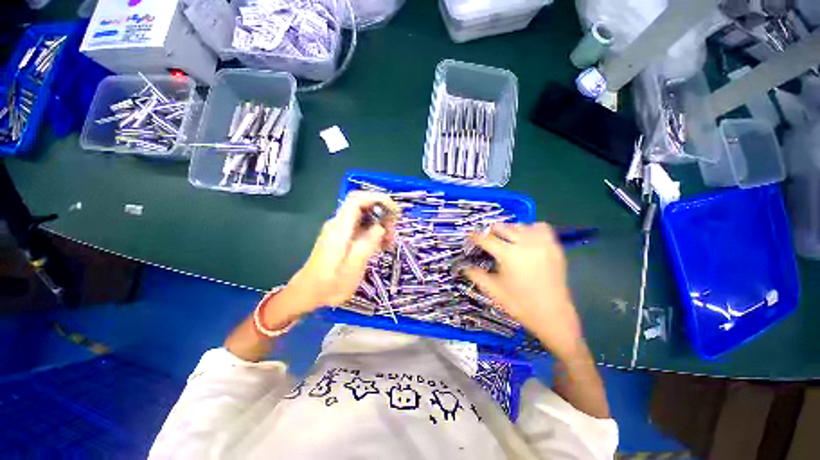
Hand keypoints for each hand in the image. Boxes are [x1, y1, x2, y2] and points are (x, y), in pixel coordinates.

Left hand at [286, 191, 397, 313]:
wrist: (308, 292)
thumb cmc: (329, 284)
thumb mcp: (352, 267)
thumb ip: (367, 244)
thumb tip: (381, 226)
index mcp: (339, 229)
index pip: (357, 200)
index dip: (377, 199)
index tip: (394, 211)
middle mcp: (339, 224)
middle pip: (363, 206)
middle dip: (382, 214)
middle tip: (393, 232)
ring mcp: (340, 230)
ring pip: (364, 216)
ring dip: (380, 224)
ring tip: (389, 242)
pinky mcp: (343, 237)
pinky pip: (361, 227)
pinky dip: (374, 232)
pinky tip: (381, 246)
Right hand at [464, 223, 583, 360]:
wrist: (553, 316)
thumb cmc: (520, 304)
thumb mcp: (493, 290)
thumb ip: (476, 275)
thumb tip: (463, 267)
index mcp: (508, 255)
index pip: (486, 239)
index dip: (475, 237)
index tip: (470, 238)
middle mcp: (525, 244)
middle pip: (502, 227)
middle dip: (491, 232)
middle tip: (487, 240)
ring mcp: (542, 244)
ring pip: (520, 226)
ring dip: (509, 230)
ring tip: (506, 240)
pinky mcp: (554, 247)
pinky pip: (541, 228)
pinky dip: (531, 229)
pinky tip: (527, 240)